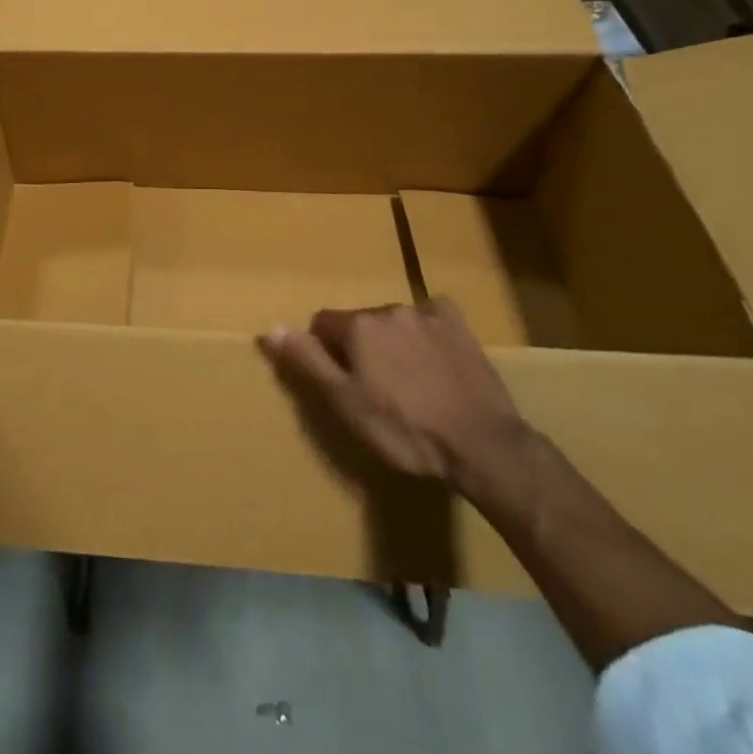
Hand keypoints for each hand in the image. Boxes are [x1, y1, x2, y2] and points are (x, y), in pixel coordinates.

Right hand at [261, 300, 529, 495]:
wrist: (482, 444)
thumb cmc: (405, 429)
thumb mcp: (346, 403)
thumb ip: (308, 361)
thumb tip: (271, 328)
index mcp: (358, 326)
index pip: (322, 324)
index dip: (325, 353)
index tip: (340, 384)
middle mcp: (389, 309)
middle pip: (359, 323)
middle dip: (359, 348)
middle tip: (375, 390)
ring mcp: (428, 315)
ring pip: (393, 322)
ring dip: (391, 342)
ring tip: (408, 384)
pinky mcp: (459, 327)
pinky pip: (432, 317)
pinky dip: (426, 332)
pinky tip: (435, 358)